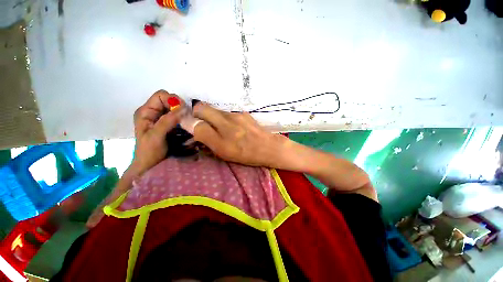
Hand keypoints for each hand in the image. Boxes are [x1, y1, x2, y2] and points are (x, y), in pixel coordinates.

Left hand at [133, 90, 185, 173]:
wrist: (151, 166)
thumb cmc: (149, 152)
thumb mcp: (156, 136)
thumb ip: (167, 121)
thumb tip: (183, 107)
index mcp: (146, 112)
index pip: (161, 95)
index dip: (173, 100)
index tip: (183, 111)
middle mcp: (154, 112)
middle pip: (170, 101)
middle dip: (180, 107)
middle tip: (187, 119)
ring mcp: (162, 119)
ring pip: (176, 109)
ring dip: (184, 114)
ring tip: (188, 123)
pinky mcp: (169, 125)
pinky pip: (179, 117)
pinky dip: (185, 119)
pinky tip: (187, 126)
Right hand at [181, 102, 289, 167]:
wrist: (269, 147)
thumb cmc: (246, 154)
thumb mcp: (223, 151)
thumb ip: (205, 136)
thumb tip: (190, 124)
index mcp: (221, 130)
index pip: (197, 114)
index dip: (190, 118)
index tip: (190, 126)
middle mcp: (227, 118)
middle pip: (204, 108)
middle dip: (198, 114)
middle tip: (202, 126)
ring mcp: (236, 114)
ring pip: (216, 111)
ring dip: (212, 117)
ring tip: (219, 130)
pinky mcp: (244, 114)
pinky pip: (227, 114)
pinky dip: (224, 119)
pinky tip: (231, 128)